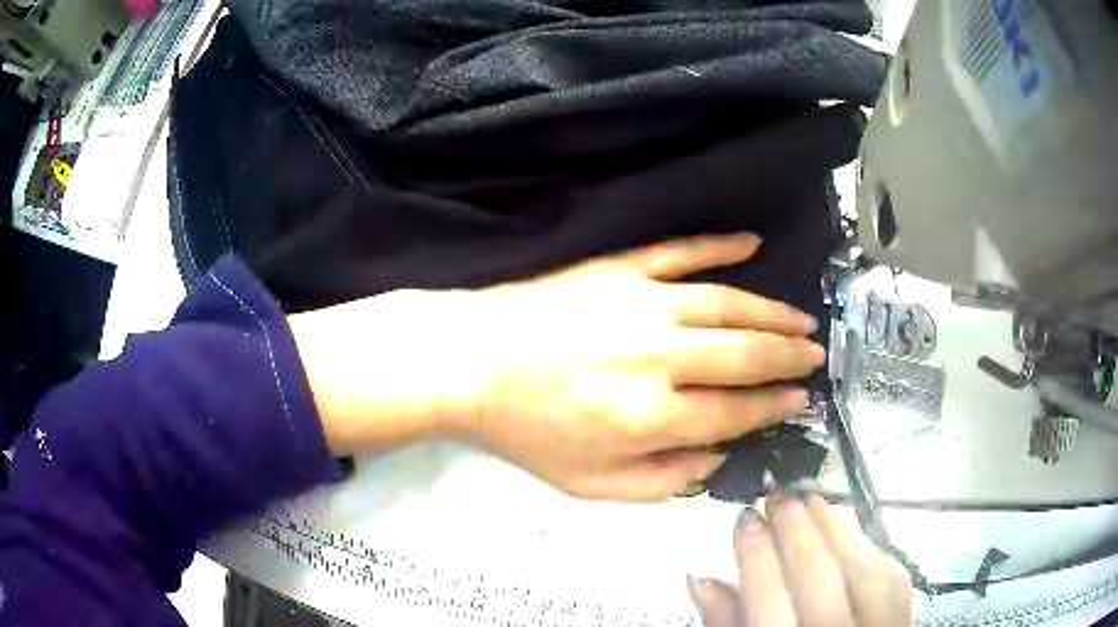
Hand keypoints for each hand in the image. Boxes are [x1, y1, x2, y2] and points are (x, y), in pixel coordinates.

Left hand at [289, 234, 824, 500]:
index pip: (734, 411)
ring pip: (727, 303)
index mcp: (649, 416)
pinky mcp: (619, 268)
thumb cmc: (526, 431)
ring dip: (772, 310)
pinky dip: (720, 245)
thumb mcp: (589, 485)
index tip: (799, 400)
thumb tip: (716, 458)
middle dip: (788, 355)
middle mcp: (657, 356)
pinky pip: (681, 251)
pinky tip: (751, 243)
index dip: (773, 406)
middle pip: (744, 354)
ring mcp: (640, 303)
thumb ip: (662, 482)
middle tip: (816, 354)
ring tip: (801, 318)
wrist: (469, 363)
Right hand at [688, 493, 913, 625]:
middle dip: (796, 531)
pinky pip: (895, 578)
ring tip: (815, 499)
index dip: (755, 555)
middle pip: (819, 579)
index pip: (767, 601)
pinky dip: (872, 549)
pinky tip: (853, 530)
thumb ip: (724, 625)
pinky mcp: (904, 621)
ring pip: (864, 571)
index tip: (745, 517)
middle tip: (779, 495)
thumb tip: (701, 578)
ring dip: (838, 530)